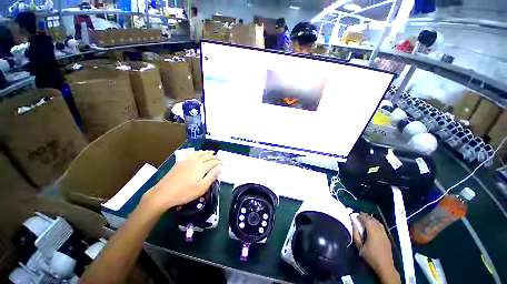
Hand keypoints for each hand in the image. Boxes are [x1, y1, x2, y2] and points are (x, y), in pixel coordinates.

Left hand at [140, 151, 221, 214]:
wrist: (163, 193)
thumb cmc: (185, 192)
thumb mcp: (202, 187)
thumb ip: (212, 176)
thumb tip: (220, 167)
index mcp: (201, 167)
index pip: (213, 162)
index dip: (219, 162)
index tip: (223, 165)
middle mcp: (195, 161)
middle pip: (207, 156)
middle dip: (215, 156)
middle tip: (219, 158)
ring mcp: (187, 160)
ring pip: (200, 153)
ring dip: (207, 152)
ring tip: (211, 152)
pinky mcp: (180, 162)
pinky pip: (192, 154)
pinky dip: (198, 152)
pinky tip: (198, 154)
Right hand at [353, 213, 399, 283]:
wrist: (384, 266)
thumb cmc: (370, 256)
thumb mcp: (359, 246)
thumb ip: (356, 234)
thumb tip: (353, 225)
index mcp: (372, 232)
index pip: (367, 220)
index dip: (361, 216)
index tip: (355, 215)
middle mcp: (379, 231)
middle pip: (373, 220)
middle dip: (366, 216)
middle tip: (360, 215)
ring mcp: (385, 235)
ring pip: (378, 223)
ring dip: (372, 219)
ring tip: (366, 218)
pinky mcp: (387, 238)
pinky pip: (381, 227)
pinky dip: (376, 223)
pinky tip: (374, 226)